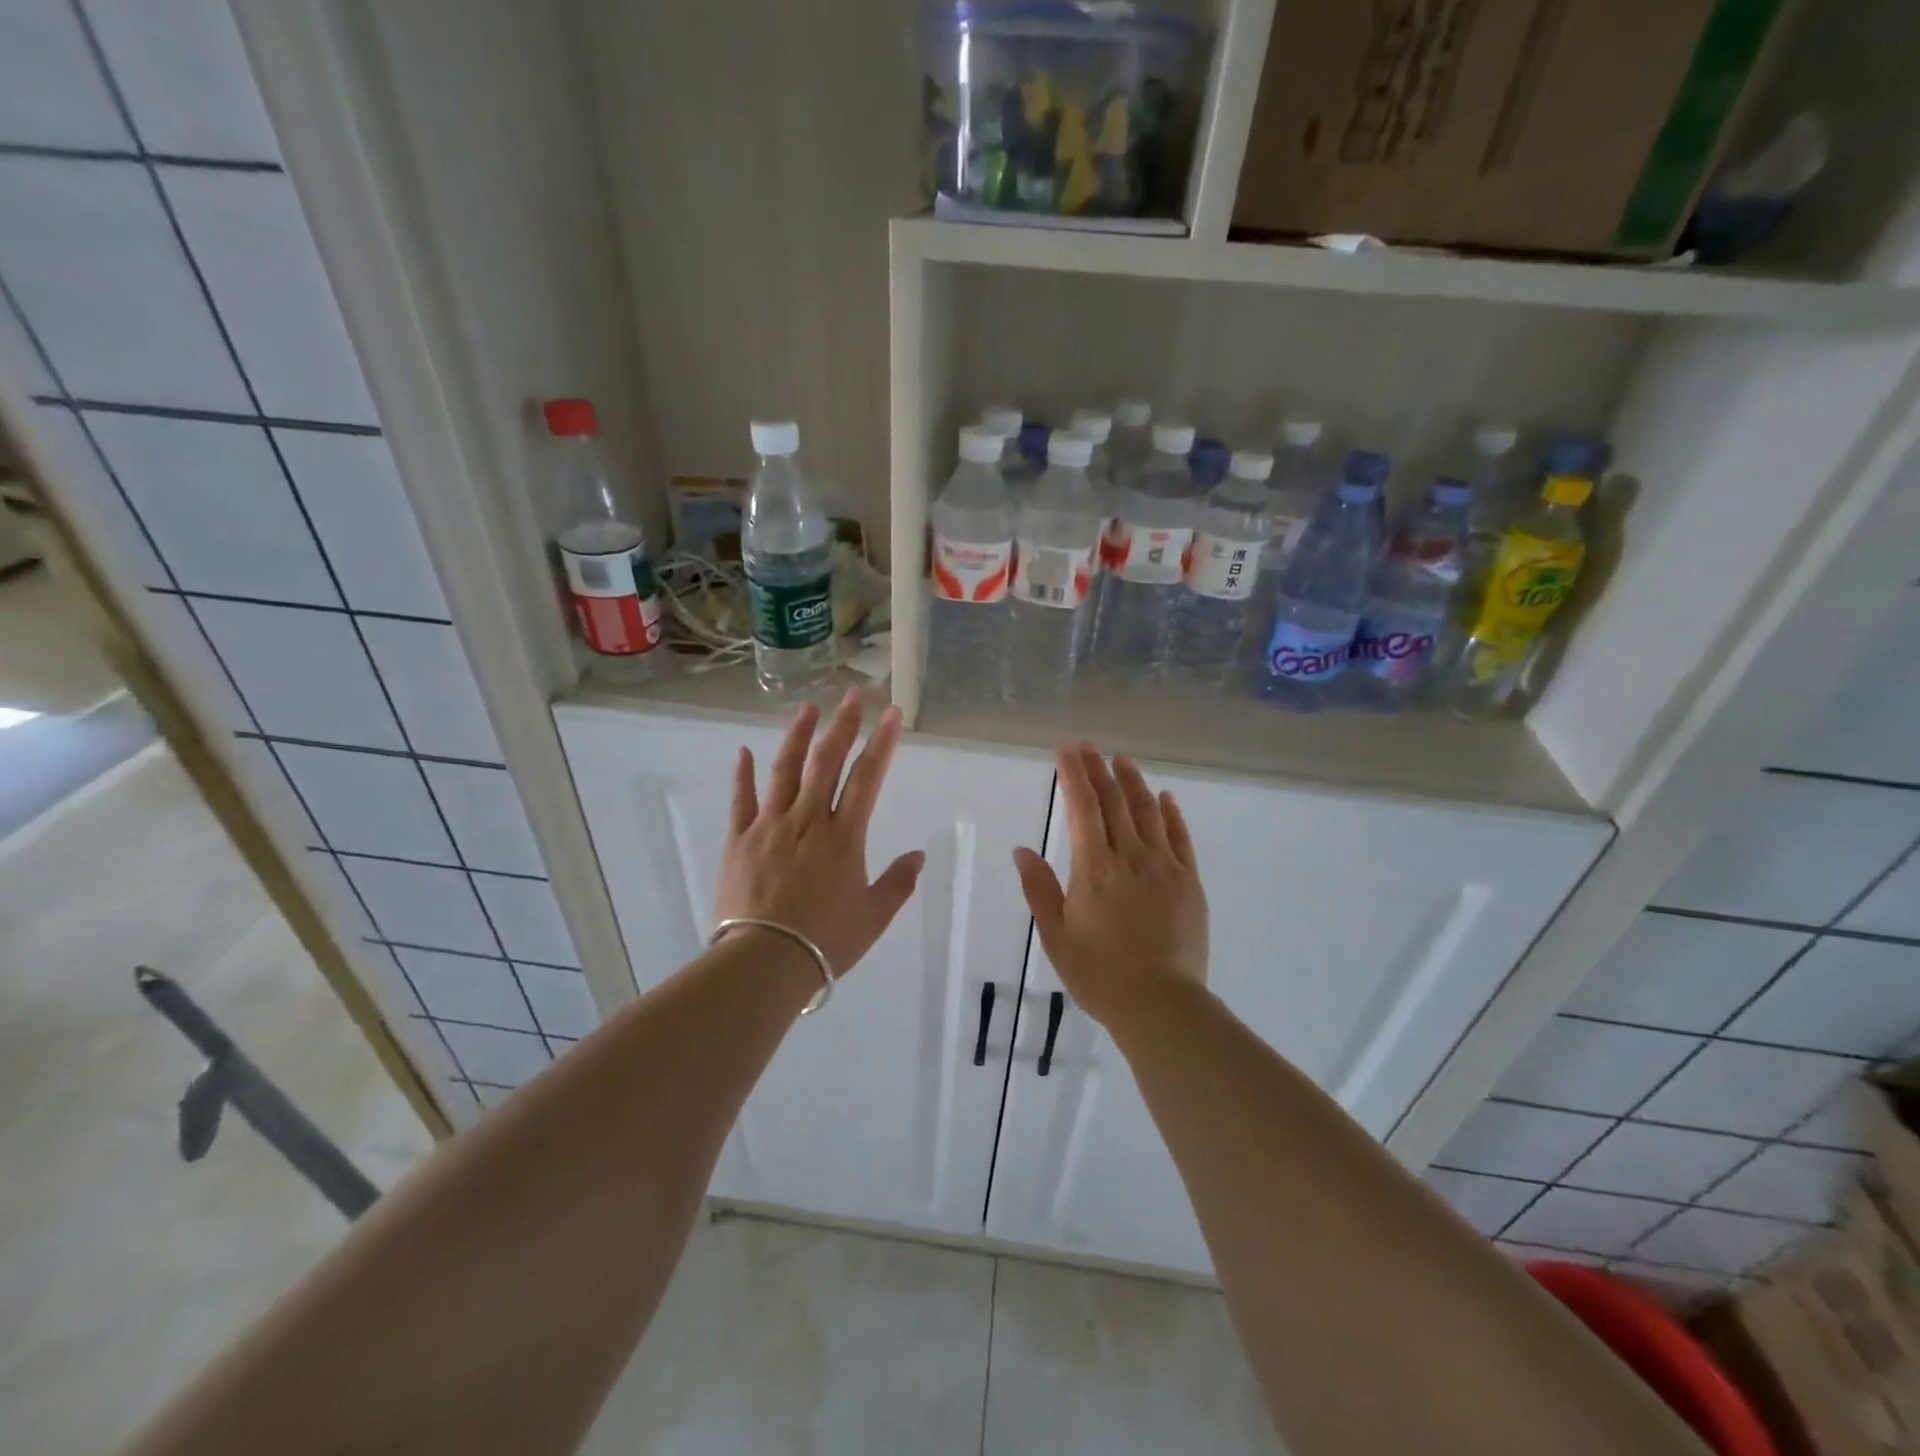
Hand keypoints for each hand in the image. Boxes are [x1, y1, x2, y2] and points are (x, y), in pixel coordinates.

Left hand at [715, 690, 925, 982]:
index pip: (868, 777)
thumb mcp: (873, 917)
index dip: (882, 742)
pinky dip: (743, 774)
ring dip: (798, 736)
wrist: (764, 963)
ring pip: (784, 770)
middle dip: (843, 724)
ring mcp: (769, 826)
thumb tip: (918, 855)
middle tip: (854, 694)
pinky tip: (744, 751)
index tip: (891, 713)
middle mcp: (807, 820)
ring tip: (808, 708)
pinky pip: (741, 800)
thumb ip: (897, 882)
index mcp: (844, 836)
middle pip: (827, 762)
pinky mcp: (738, 840)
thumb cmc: (825, 942)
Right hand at [1012, 743, 1207, 1029]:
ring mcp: (1165, 866)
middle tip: (1088, 746)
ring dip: (1134, 782)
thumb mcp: (1056, 936)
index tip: (1067, 751)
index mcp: (1094, 868)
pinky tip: (1165, 798)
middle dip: (1099, 769)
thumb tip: (1023, 850)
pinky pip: (1180, 837)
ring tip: (1122, 761)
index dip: (1074, 776)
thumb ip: (1040, 889)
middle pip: (1114, 802)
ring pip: (1148, 812)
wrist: (1161, 1004)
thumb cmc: (1099, 974)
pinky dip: (1171, 813)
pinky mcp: (1189, 881)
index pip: (1082, 808)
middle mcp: (1131, 857)